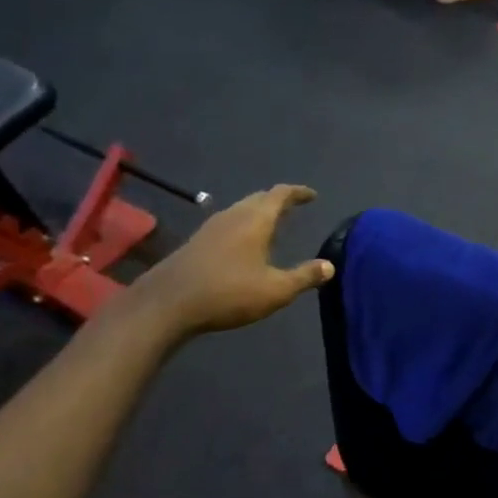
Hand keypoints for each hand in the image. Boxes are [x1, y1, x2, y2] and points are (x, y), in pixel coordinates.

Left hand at [131, 184, 333, 338]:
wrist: (167, 304)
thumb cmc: (228, 293)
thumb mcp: (275, 290)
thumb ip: (304, 276)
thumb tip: (329, 266)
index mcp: (255, 220)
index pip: (280, 195)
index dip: (297, 193)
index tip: (312, 195)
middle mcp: (233, 216)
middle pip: (258, 199)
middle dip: (278, 201)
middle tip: (293, 207)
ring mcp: (211, 228)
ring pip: (241, 210)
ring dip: (259, 213)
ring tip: (273, 224)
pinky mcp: (197, 242)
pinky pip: (228, 224)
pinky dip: (243, 225)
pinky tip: (245, 244)